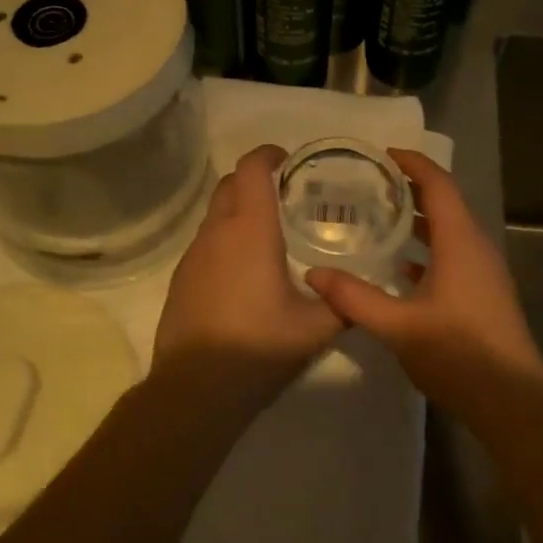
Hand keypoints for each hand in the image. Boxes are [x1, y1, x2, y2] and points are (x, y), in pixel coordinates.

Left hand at [151, 144, 346, 408]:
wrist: (194, 388)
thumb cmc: (258, 347)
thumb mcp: (315, 328)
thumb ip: (343, 303)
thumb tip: (361, 293)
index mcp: (250, 230)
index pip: (252, 168)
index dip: (269, 154)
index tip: (290, 161)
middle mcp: (217, 232)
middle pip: (230, 183)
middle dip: (255, 178)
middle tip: (287, 197)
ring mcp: (193, 254)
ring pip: (215, 212)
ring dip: (239, 209)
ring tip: (270, 234)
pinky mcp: (181, 277)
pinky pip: (206, 241)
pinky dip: (226, 237)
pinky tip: (245, 270)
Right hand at [306, 149, 542, 413]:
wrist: (512, 401)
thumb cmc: (458, 353)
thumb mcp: (398, 326)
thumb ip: (354, 298)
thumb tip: (313, 273)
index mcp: (460, 241)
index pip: (438, 184)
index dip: (412, 163)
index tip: (382, 154)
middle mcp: (475, 247)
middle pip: (444, 203)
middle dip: (410, 189)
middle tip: (370, 185)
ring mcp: (483, 272)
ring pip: (449, 231)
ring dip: (418, 221)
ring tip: (378, 219)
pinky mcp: (483, 293)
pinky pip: (453, 256)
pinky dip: (427, 250)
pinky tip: (399, 269)